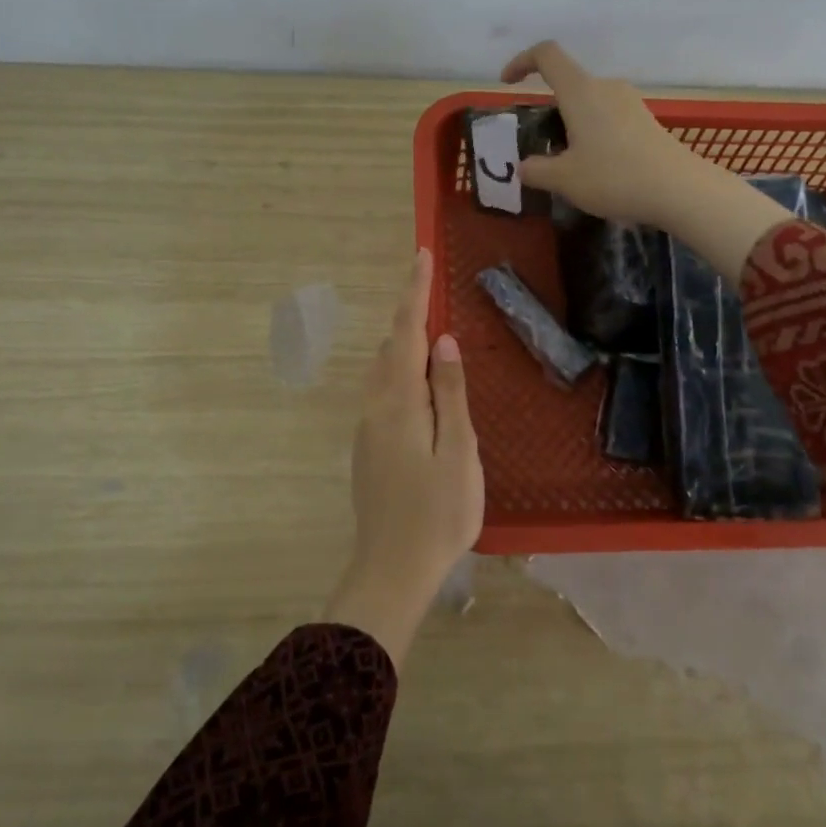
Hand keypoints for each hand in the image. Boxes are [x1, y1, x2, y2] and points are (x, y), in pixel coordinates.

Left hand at [324, 249, 482, 668]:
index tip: (420, 255)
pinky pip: (384, 394)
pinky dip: (402, 375)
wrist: (391, 571)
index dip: (414, 293)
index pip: (406, 333)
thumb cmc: (438, 513)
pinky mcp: (368, 448)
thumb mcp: (459, 452)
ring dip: (405, 347)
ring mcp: (367, 429)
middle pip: (390, 348)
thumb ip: (451, 394)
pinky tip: (423, 390)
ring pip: (384, 371)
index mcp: (399, 402)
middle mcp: (375, 407)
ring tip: (434, 339)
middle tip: (434, 293)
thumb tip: (444, 342)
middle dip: (411, 317)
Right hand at [500, 41, 790, 278]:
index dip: (522, 62)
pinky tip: (597, 168)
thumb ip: (536, 170)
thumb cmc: (614, 177)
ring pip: (589, 103)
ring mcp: (629, 102)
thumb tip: (524, 167)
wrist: (679, 190)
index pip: (546, 55)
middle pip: (568, 83)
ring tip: (569, 164)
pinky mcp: (645, 120)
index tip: (508, 84)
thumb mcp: (564, 180)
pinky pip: (608, 117)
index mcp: (580, 91)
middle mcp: (605, 87)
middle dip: (548, 109)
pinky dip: (593, 134)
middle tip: (541, 146)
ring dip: (572, 125)